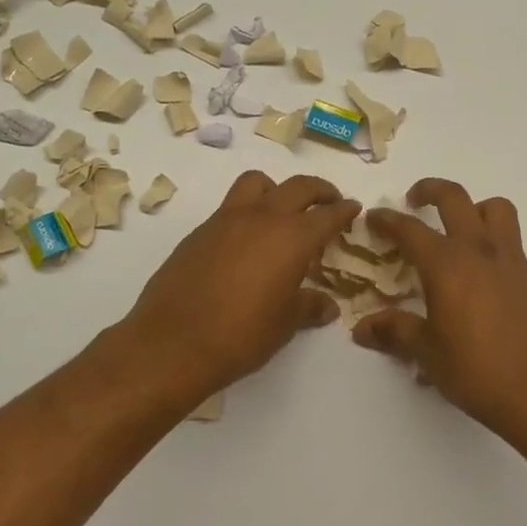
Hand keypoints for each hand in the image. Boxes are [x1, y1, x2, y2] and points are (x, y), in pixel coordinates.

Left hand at [116, 171, 358, 407]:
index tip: (354, 209)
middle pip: (298, 187)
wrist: (172, 342)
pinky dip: (246, 213)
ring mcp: (226, 221)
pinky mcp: (199, 232)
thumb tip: (328, 306)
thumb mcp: (284, 324)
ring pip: (256, 183)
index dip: (345, 210)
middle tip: (329, 202)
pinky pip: (230, 208)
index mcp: (292, 238)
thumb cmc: (241, 335)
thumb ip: (309, 307)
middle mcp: (261, 218)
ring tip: (282, 212)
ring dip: (276, 189)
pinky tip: (245, 243)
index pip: (327, 214)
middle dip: (320, 190)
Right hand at [353, 179, 526, 435]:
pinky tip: (480, 275)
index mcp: (446, 264)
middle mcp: (479, 250)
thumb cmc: (476, 369)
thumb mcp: (426, 352)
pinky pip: (510, 240)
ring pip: (495, 209)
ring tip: (458, 228)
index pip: (409, 229)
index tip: (373, 217)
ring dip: (473, 207)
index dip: (387, 220)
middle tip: (414, 202)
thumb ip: (395, 332)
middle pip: (455, 198)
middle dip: (430, 190)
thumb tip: (362, 329)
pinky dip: (492, 241)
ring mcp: (510, 260)